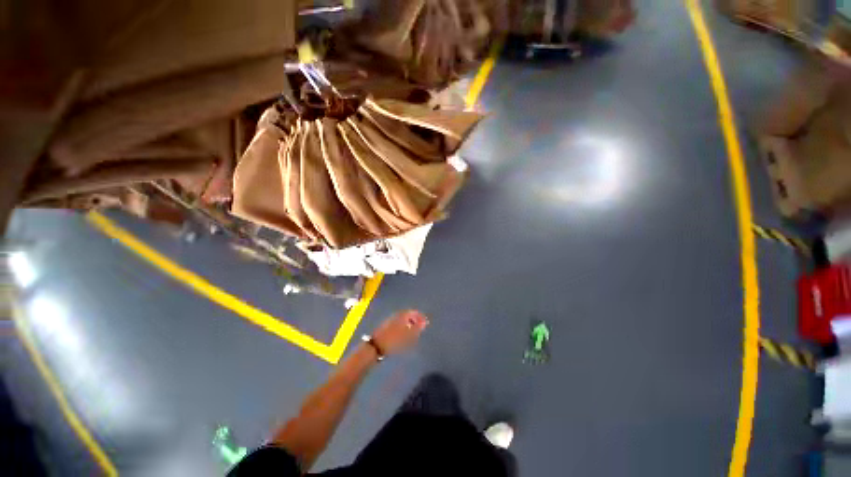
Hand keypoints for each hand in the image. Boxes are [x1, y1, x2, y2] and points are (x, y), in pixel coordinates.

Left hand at [371, 310, 428, 355]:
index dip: (420, 316)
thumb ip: (416, 328)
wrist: (375, 347)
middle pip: (407, 315)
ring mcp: (390, 321)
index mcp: (401, 316)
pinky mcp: (386, 327)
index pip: (413, 312)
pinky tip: (404, 335)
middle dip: (415, 320)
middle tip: (420, 326)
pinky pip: (398, 324)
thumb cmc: (393, 341)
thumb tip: (424, 322)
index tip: (425, 322)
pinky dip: (403, 327)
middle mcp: (396, 316)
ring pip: (402, 320)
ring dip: (409, 324)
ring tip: (414, 332)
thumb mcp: (407, 336)